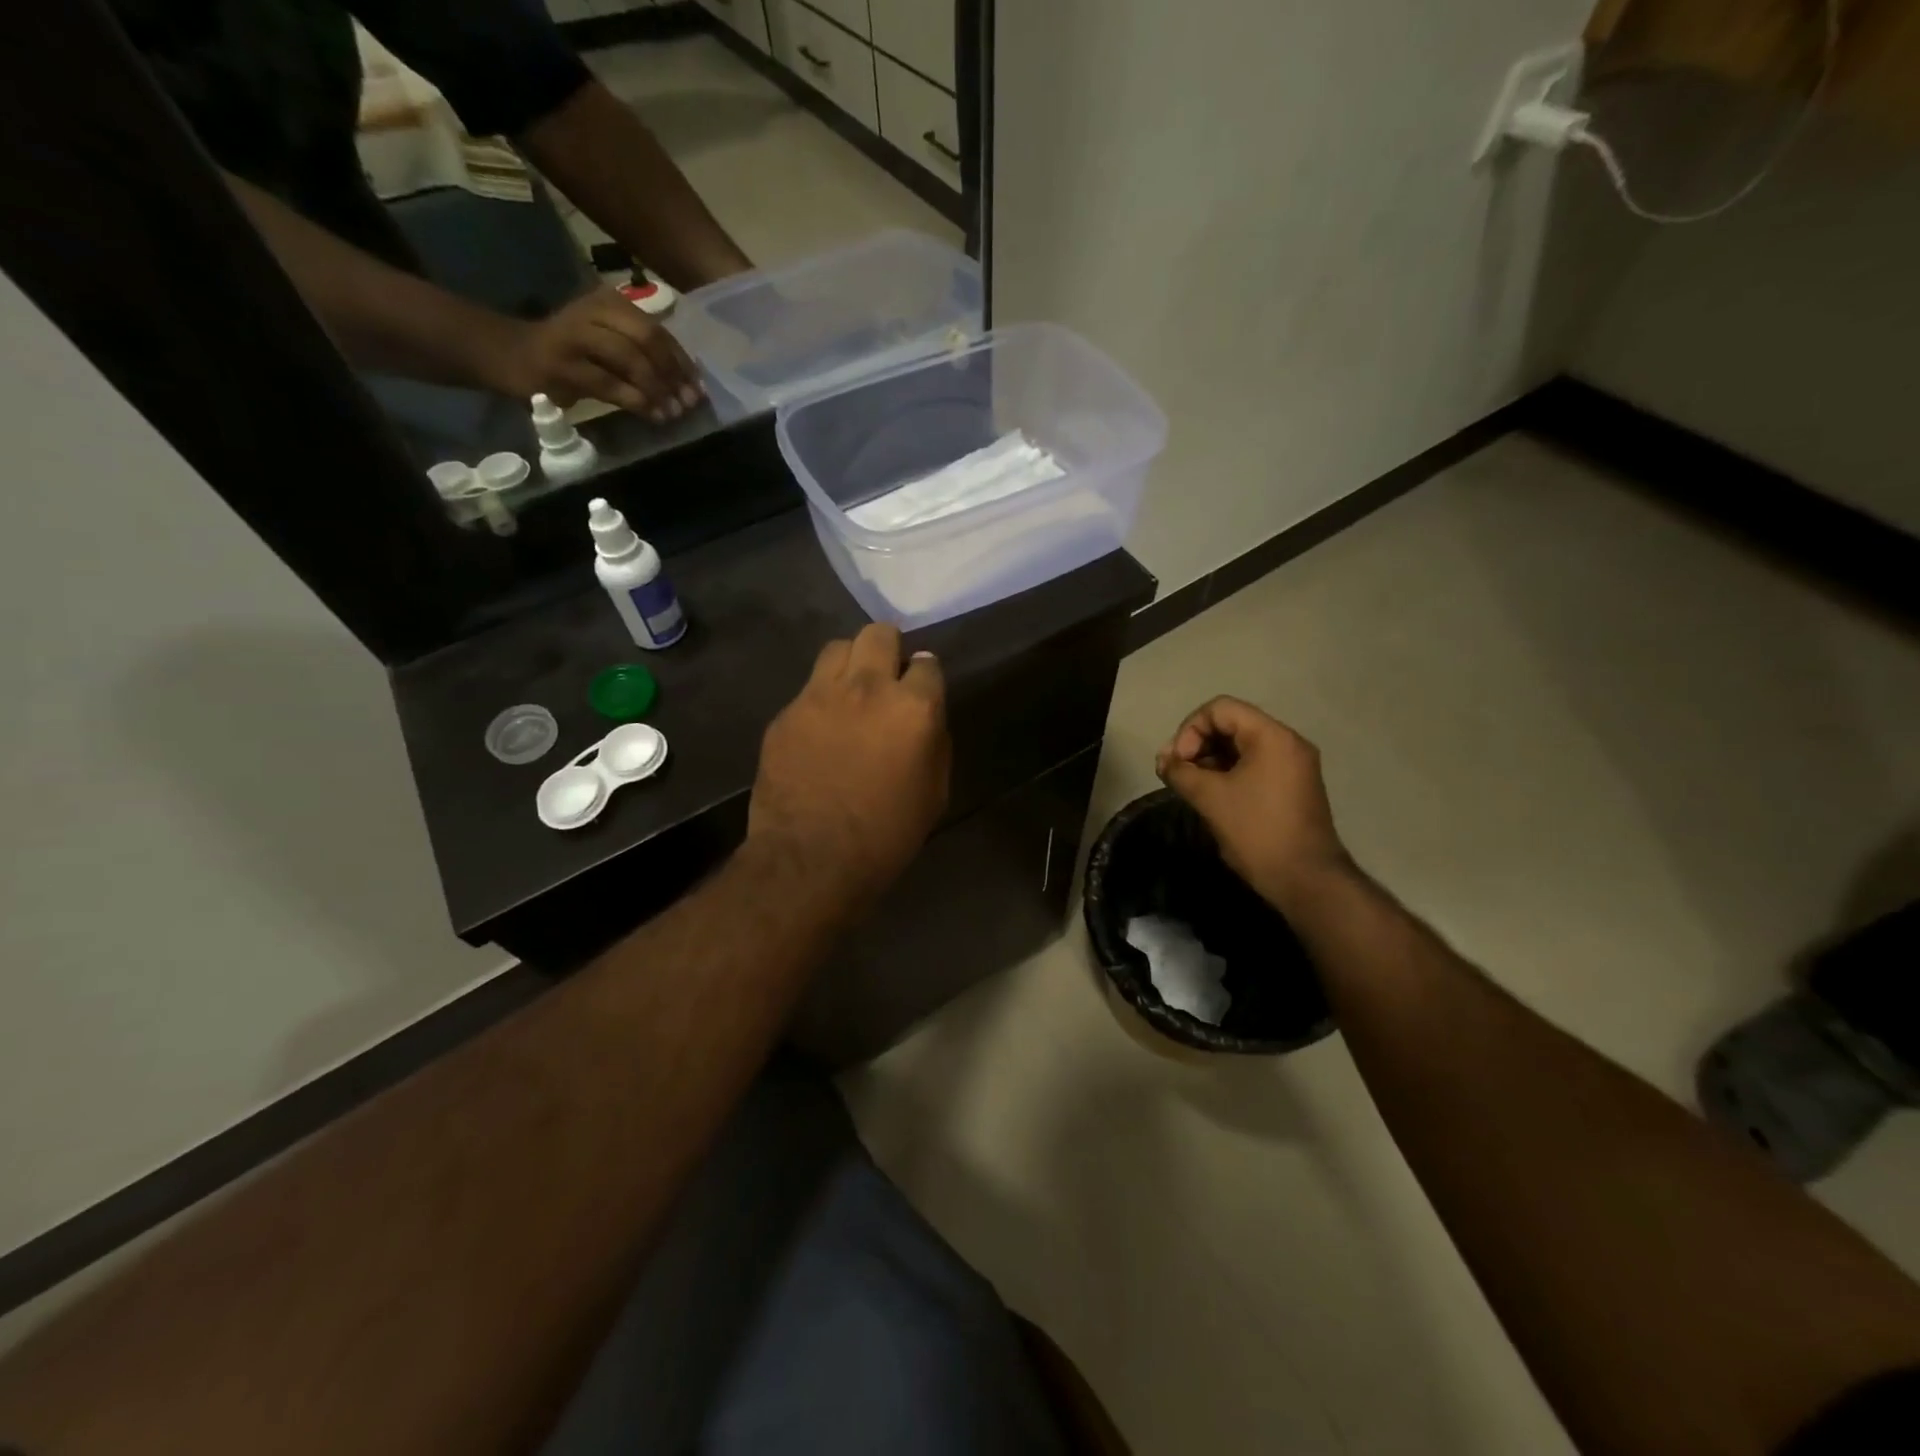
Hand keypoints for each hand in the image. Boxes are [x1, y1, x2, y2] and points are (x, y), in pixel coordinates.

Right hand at [494, 289, 702, 422]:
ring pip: (629, 359)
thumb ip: (643, 354)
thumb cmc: (571, 353)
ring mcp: (575, 337)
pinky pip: (609, 384)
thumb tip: (687, 382)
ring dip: (657, 389)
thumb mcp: (608, 342)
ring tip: (673, 413)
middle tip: (689, 403)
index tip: (699, 389)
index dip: (683, 362)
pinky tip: (652, 415)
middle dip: (673, 374)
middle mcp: (593, 312)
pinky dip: (636, 401)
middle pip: (647, 339)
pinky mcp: (563, 366)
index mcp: (609, 302)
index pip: (657, 330)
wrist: (512, 354)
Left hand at [748, 624, 950, 904]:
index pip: (928, 664)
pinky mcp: (786, 713)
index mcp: (913, 708)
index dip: (925, 676)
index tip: (920, 691)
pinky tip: (820, 729)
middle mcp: (868, 688)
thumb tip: (925, 719)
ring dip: (851, 663)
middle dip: (888, 649)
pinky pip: (808, 688)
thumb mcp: (934, 792)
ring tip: (851, 691)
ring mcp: (820, 695)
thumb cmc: (887, 834)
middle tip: (887, 678)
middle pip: (879, 634)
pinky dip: (820, 699)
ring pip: (838, 648)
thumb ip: (934, 742)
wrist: (812, 859)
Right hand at [1156, 696, 1352, 911]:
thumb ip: (1180, 772)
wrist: (1305, 879)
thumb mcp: (1209, 798)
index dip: (1190, 730)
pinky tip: (1212, 796)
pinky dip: (1229, 773)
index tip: (1178, 763)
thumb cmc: (1256, 831)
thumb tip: (1164, 761)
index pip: (1220, 709)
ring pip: (1241, 746)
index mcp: (1272, 736)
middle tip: (1177, 774)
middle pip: (1231, 724)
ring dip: (1211, 760)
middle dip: (1198, 745)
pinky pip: (1255, 765)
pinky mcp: (1294, 786)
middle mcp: (1288, 742)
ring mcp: (1294, 765)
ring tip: (1191, 787)